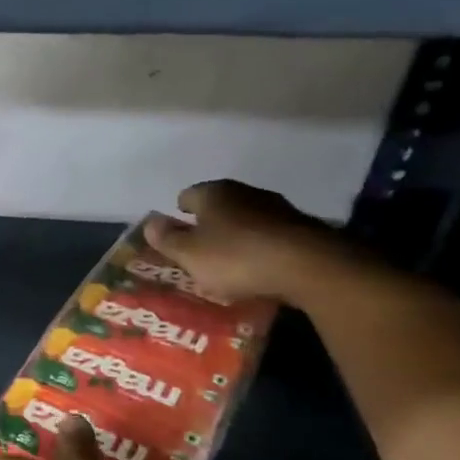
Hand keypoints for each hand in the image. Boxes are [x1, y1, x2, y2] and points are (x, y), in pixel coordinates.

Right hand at [142, 179, 344, 304]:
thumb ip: (167, 239)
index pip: (187, 195)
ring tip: (231, 260)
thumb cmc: (236, 257)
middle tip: (200, 247)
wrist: (309, 266)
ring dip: (238, 235)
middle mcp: (244, 192)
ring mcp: (278, 208)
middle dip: (209, 223)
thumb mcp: (189, 254)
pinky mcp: (303, 229)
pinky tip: (260, 267)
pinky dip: (262, 247)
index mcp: (213, 193)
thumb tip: (150, 223)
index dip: (179, 213)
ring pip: (247, 219)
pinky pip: (272, 236)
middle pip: (219, 205)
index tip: (176, 231)